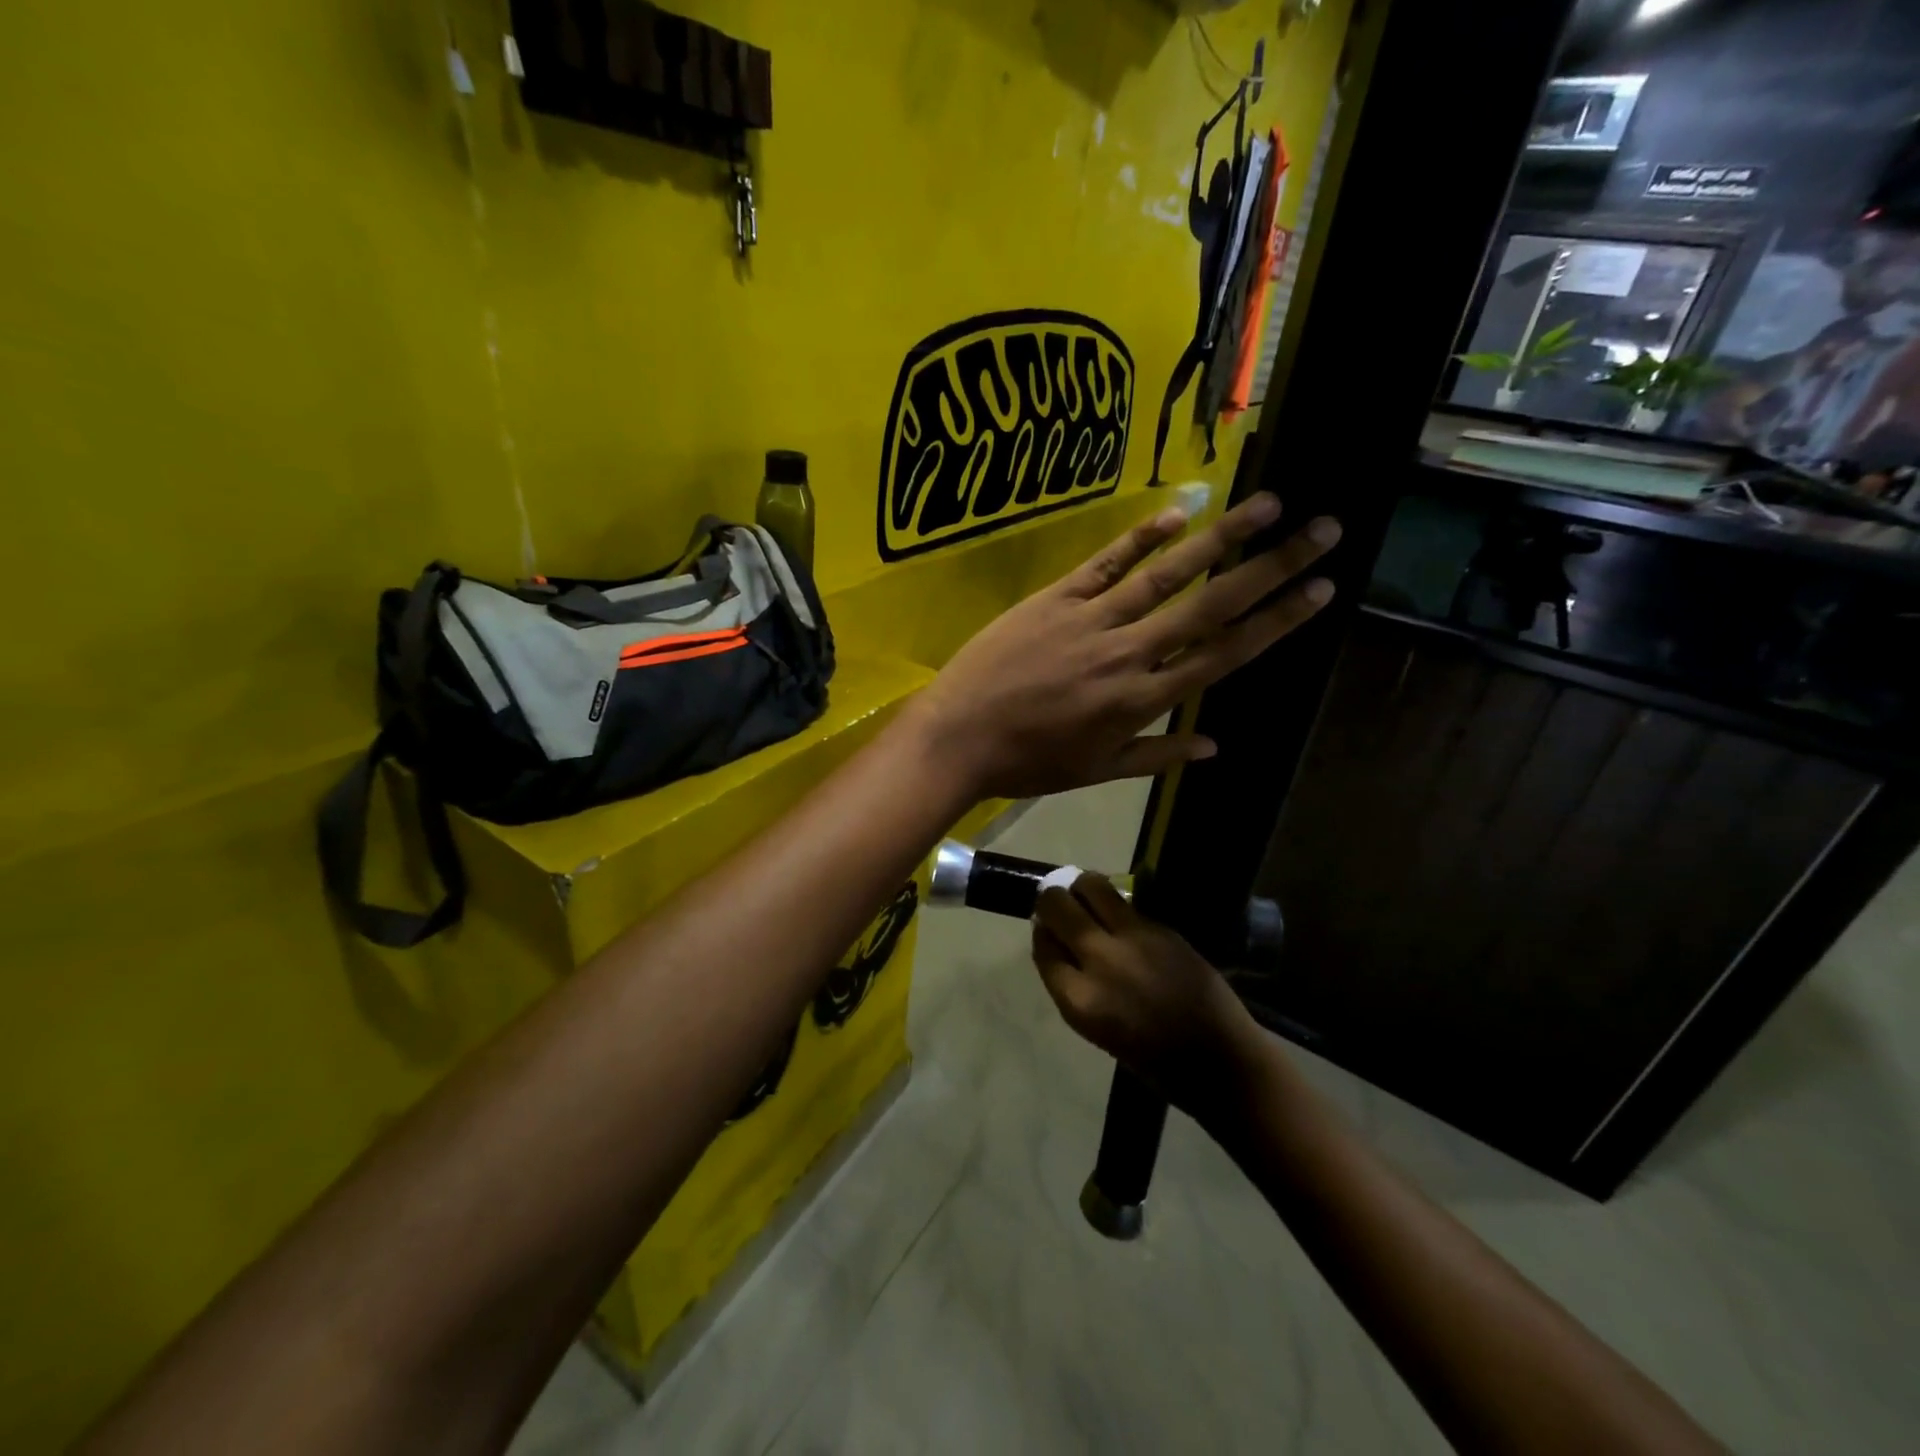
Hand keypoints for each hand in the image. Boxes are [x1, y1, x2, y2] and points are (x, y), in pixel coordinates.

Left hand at [907, 493, 1340, 801]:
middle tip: (1323, 530)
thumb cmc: (1028, 762)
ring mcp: (1090, 619)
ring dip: (1220, 538)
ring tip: (1268, 505)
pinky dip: (1140, 537)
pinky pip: (1104, 563)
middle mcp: (1128, 652)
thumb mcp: (1096, 771)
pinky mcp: (1054, 598)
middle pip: (1210, 605)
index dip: (1276, 621)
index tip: (1321, 590)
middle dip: (1271, 567)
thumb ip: (1157, 756)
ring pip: (1165, 574)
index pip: (1223, 654)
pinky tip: (1178, 512)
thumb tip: (1215, 746)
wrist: (958, 737)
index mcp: (1142, 700)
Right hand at [1031, 874, 1259, 1112]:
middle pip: (1057, 908)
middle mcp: (1099, 961)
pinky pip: (1125, 903)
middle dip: (1051, 902)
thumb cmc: (1152, 1059)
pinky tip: (1118, 911)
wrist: (1217, 1058)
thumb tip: (1060, 948)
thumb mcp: (1096, 1029)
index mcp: (1079, 1000)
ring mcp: (1132, 939)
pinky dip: (1114, 901)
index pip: (1043, 948)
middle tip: (1057, 904)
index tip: (1046, 931)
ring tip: (1084, 894)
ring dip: (1081, 887)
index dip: (1042, 934)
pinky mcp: (1160, 928)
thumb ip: (1073, 986)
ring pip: (1091, 887)